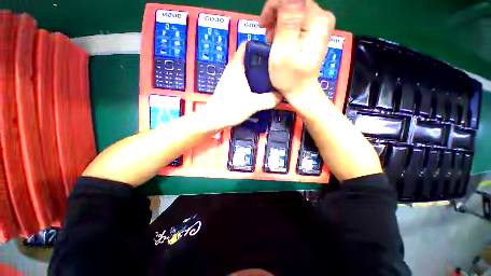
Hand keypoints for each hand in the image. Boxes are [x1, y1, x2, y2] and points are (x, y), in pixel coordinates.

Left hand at [202, 43, 281, 127]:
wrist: (214, 119)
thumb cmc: (231, 108)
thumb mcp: (253, 104)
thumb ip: (268, 100)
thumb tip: (281, 96)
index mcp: (237, 66)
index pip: (247, 45)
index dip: (259, 45)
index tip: (272, 51)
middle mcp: (233, 69)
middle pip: (249, 57)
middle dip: (262, 60)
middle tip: (276, 67)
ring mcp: (231, 78)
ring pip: (247, 69)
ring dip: (257, 72)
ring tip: (270, 78)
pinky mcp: (230, 87)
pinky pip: (244, 79)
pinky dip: (252, 81)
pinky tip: (259, 89)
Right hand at [260, 0, 335, 100]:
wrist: (300, 90)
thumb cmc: (290, 77)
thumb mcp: (284, 50)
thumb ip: (288, 20)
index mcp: (316, 20)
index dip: (274, 7)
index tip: (263, 25)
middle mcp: (321, 18)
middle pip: (293, 3)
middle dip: (276, 17)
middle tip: (267, 36)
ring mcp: (318, 24)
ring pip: (292, 11)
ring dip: (278, 24)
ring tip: (272, 41)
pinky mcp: (313, 31)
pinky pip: (295, 20)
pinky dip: (283, 28)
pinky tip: (279, 40)